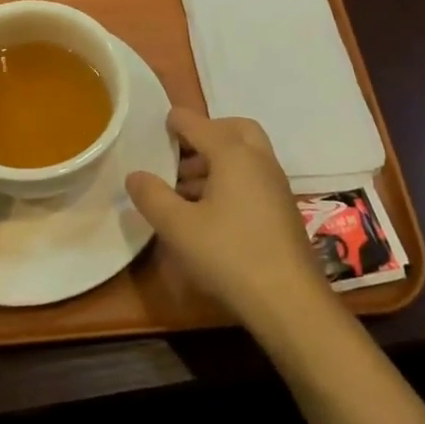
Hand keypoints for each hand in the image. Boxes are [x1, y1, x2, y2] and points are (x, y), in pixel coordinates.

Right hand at [125, 108, 334, 334]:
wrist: (289, 301)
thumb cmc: (229, 255)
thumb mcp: (178, 227)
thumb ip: (152, 196)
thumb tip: (135, 175)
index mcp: (233, 154)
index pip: (199, 124)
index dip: (175, 122)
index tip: (157, 126)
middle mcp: (259, 160)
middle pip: (233, 129)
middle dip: (205, 133)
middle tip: (179, 153)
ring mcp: (275, 185)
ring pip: (245, 154)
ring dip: (216, 159)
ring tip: (184, 186)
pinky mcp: (282, 209)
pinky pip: (253, 176)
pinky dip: (230, 178)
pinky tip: (209, 210)